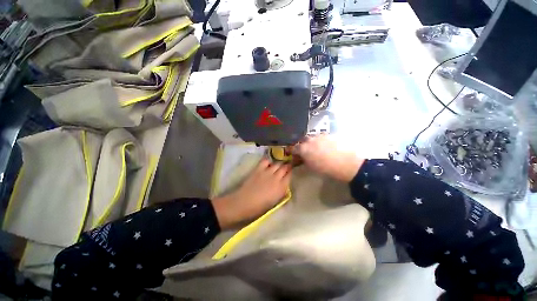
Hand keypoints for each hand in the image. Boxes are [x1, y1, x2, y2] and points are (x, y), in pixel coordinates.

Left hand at [211, 159, 291, 228]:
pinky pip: (266, 161)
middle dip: (286, 166)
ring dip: (278, 164)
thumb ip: (281, 192)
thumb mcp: (275, 201)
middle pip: (284, 167)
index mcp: (281, 187)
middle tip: (286, 167)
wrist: (244, 202)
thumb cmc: (259, 207)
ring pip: (277, 163)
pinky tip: (268, 164)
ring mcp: (267, 172)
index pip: (289, 175)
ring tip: (277, 166)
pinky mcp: (259, 169)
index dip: (290, 172)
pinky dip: (268, 161)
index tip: (290, 172)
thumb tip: (284, 186)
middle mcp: (276, 178)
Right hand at [293, 135, 363, 181]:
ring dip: (311, 143)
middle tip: (305, 151)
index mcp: (304, 149)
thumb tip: (301, 158)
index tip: (294, 155)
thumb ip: (304, 160)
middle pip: (302, 140)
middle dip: (302, 145)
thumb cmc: (327, 168)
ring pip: (312, 138)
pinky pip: (321, 137)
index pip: (294, 148)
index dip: (293, 152)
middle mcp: (310, 140)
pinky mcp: (329, 135)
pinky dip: (320, 141)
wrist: (346, 163)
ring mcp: (320, 136)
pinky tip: (325, 147)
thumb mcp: (311, 167)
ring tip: (316, 149)